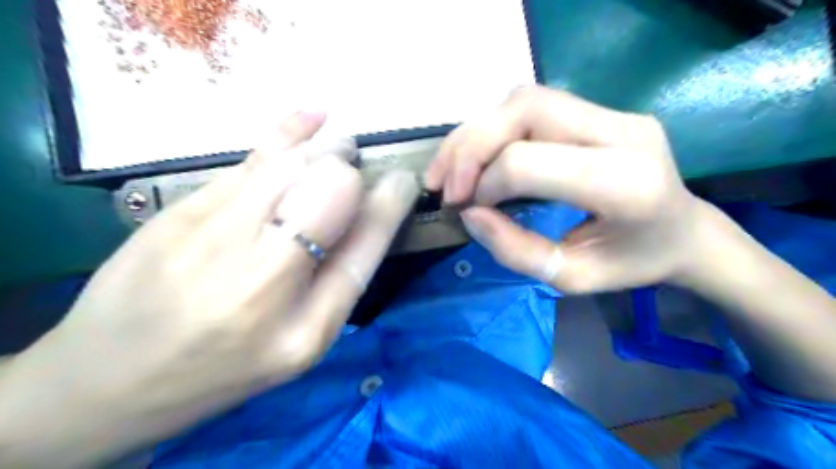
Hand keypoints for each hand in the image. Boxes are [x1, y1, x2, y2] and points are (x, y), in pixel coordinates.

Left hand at [0, 110, 417, 467]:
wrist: (111, 380)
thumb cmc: (224, 370)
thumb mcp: (300, 346)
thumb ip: (338, 283)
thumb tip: (369, 214)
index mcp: (302, 329)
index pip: (362, 247)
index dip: (388, 205)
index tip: (403, 181)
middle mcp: (259, 281)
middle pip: (325, 194)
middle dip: (350, 172)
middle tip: (356, 166)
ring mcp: (210, 241)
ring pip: (288, 168)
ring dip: (325, 149)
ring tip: (341, 143)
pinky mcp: (176, 213)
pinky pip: (248, 161)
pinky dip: (286, 133)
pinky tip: (311, 113)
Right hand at [427, 87, 706, 293]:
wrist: (685, 232)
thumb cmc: (631, 264)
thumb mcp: (570, 278)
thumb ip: (515, 250)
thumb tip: (468, 214)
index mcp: (623, 183)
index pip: (528, 161)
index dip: (484, 183)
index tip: (467, 210)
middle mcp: (622, 132)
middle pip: (524, 110)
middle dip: (470, 146)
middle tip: (445, 185)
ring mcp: (615, 113)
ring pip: (523, 99)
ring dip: (475, 133)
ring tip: (449, 170)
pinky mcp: (602, 110)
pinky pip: (532, 106)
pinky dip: (493, 129)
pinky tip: (475, 155)